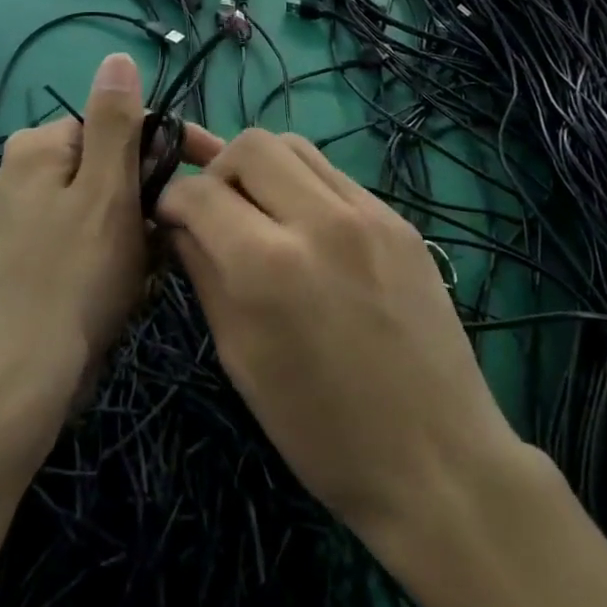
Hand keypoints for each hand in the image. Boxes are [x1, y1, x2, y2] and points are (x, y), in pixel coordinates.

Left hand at [0, 53, 153, 416]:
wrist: (29, 376)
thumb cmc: (76, 274)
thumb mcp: (106, 189)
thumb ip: (115, 121)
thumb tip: (117, 57)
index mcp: (38, 147)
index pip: (116, 124)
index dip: (162, 148)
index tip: (203, 175)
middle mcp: (25, 172)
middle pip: (110, 163)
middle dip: (147, 194)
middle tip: (168, 234)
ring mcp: (28, 216)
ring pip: (106, 201)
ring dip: (137, 226)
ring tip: (150, 264)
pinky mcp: (36, 253)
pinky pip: (91, 232)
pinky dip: (116, 249)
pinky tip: (130, 281)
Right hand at [157, 129, 514, 541]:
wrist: (437, 461)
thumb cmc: (320, 430)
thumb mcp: (239, 356)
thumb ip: (203, 273)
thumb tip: (179, 226)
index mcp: (267, 264)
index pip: (198, 192)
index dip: (171, 200)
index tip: (169, 219)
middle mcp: (318, 219)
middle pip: (250, 145)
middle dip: (218, 171)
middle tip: (218, 212)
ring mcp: (368, 212)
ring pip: (295, 146)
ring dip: (264, 170)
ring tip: (262, 214)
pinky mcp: (400, 220)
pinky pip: (335, 176)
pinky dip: (306, 189)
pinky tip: (309, 234)